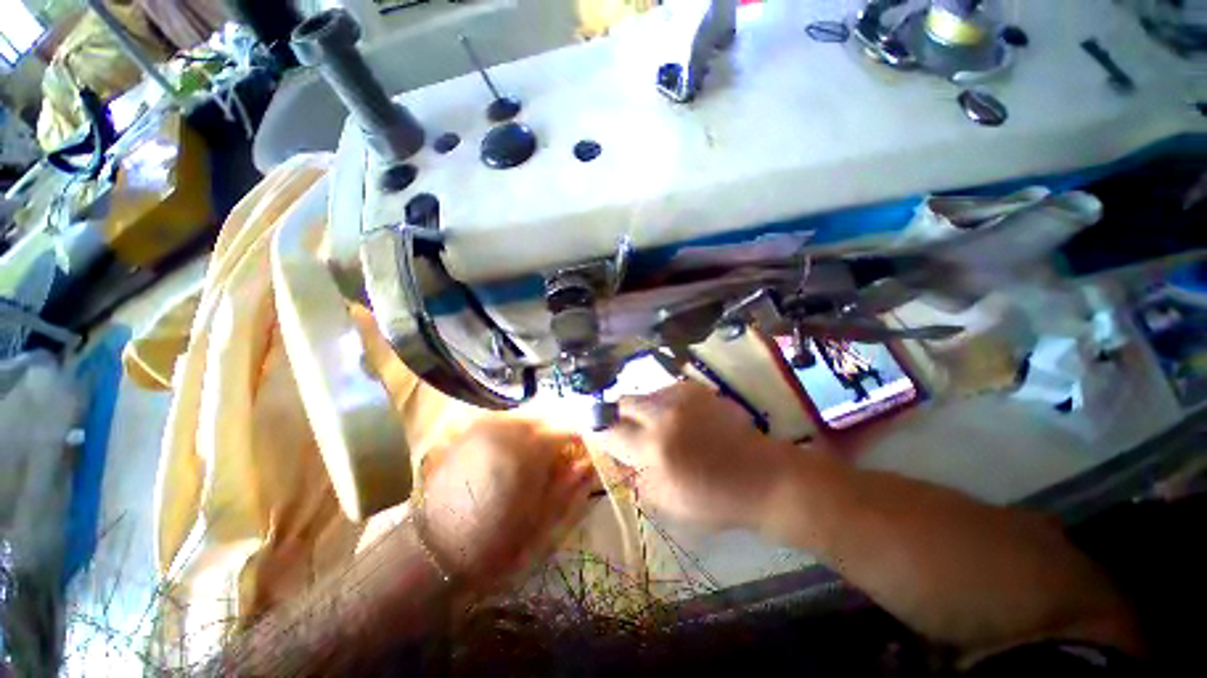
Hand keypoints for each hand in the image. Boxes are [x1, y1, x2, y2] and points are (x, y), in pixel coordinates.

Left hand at [417, 418, 595, 593]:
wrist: (435, 551)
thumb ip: (570, 485)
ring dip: (535, 430)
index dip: (579, 442)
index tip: (582, 455)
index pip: (568, 429)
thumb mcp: (542, 519)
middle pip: (546, 416)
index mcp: (531, 447)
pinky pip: (501, 420)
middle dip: (556, 433)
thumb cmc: (495, 541)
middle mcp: (509, 426)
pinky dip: (513, 430)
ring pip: (523, 416)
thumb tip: (590, 463)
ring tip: (533, 455)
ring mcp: (485, 425)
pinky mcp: (467, 430)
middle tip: (558, 457)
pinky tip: (509, 451)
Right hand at [599, 382, 793, 529]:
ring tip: (656, 427)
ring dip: (642, 410)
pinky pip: (666, 391)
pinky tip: (677, 420)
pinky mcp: (697, 390)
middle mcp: (663, 414)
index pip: (608, 429)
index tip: (592, 430)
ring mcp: (682, 397)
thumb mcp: (665, 501)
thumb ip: (635, 474)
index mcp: (653, 447)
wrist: (761, 476)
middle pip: (623, 402)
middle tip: (624, 429)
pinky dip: (663, 405)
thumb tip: (618, 454)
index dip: (595, 429)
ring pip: (645, 395)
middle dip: (617, 414)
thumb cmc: (713, 499)